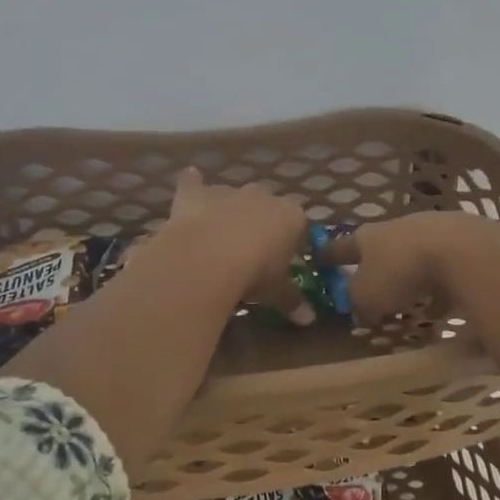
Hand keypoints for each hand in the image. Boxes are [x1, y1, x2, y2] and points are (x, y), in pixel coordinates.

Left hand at [162, 166, 315, 323]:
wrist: (209, 256)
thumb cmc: (254, 273)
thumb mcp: (276, 292)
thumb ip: (291, 301)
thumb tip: (309, 320)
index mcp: (290, 216)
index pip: (298, 225)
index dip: (290, 242)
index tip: (282, 262)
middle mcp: (262, 196)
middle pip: (266, 206)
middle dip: (259, 223)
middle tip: (250, 252)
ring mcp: (228, 192)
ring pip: (232, 197)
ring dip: (228, 211)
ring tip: (219, 236)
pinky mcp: (196, 195)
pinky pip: (194, 183)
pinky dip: (192, 183)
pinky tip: (191, 179)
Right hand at [319, 210, 499, 322]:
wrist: (462, 250)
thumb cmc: (401, 271)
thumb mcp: (367, 296)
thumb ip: (358, 303)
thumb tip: (360, 309)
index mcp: (368, 236)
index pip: (341, 246)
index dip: (329, 255)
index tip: (318, 260)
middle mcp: (397, 227)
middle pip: (381, 247)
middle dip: (376, 265)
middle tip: (372, 284)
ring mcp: (432, 230)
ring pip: (414, 255)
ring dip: (410, 274)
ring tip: (411, 299)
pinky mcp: (462, 241)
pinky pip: (444, 267)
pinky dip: (440, 284)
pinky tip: (444, 304)